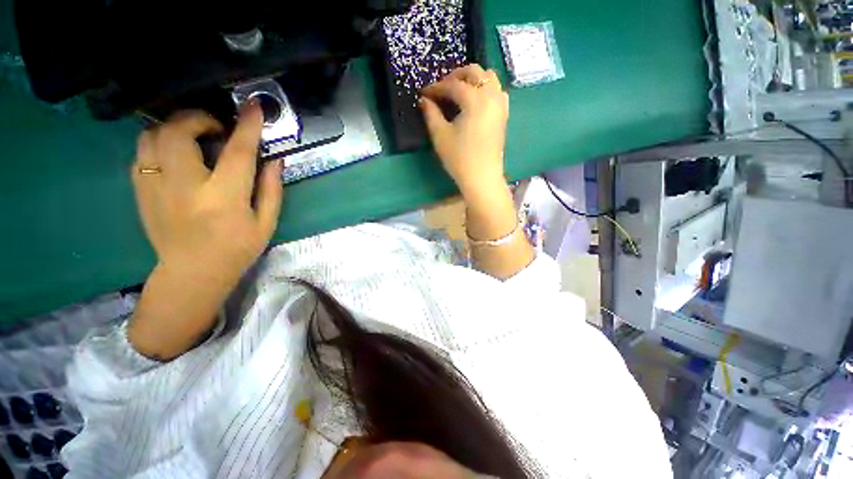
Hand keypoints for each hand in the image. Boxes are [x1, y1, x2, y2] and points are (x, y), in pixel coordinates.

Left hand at [132, 104, 282, 289]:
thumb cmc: (237, 248)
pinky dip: (159, 143)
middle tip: (217, 127)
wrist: (192, 273)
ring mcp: (156, 188)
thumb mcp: (266, 223)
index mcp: (224, 198)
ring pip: (153, 137)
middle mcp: (186, 187)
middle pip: (179, 132)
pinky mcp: (140, 191)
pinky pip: (142, 152)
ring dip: (176, 127)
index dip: (247, 126)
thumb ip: (272, 189)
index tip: (254, 106)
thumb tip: (275, 160)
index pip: (237, 152)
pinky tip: (176, 154)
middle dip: (199, 118)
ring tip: (194, 137)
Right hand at [419, 64, 508, 197]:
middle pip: (475, 72)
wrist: (482, 178)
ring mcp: (500, 105)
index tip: (424, 93)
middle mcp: (491, 96)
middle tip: (442, 89)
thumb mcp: (440, 136)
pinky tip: (475, 102)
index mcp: (475, 100)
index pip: (452, 85)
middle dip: (455, 76)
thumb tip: (424, 100)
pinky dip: (485, 89)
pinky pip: (497, 91)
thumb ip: (431, 114)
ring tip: (458, 92)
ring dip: (472, 79)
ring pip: (489, 78)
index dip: (436, 87)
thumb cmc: (459, 158)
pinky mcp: (503, 115)